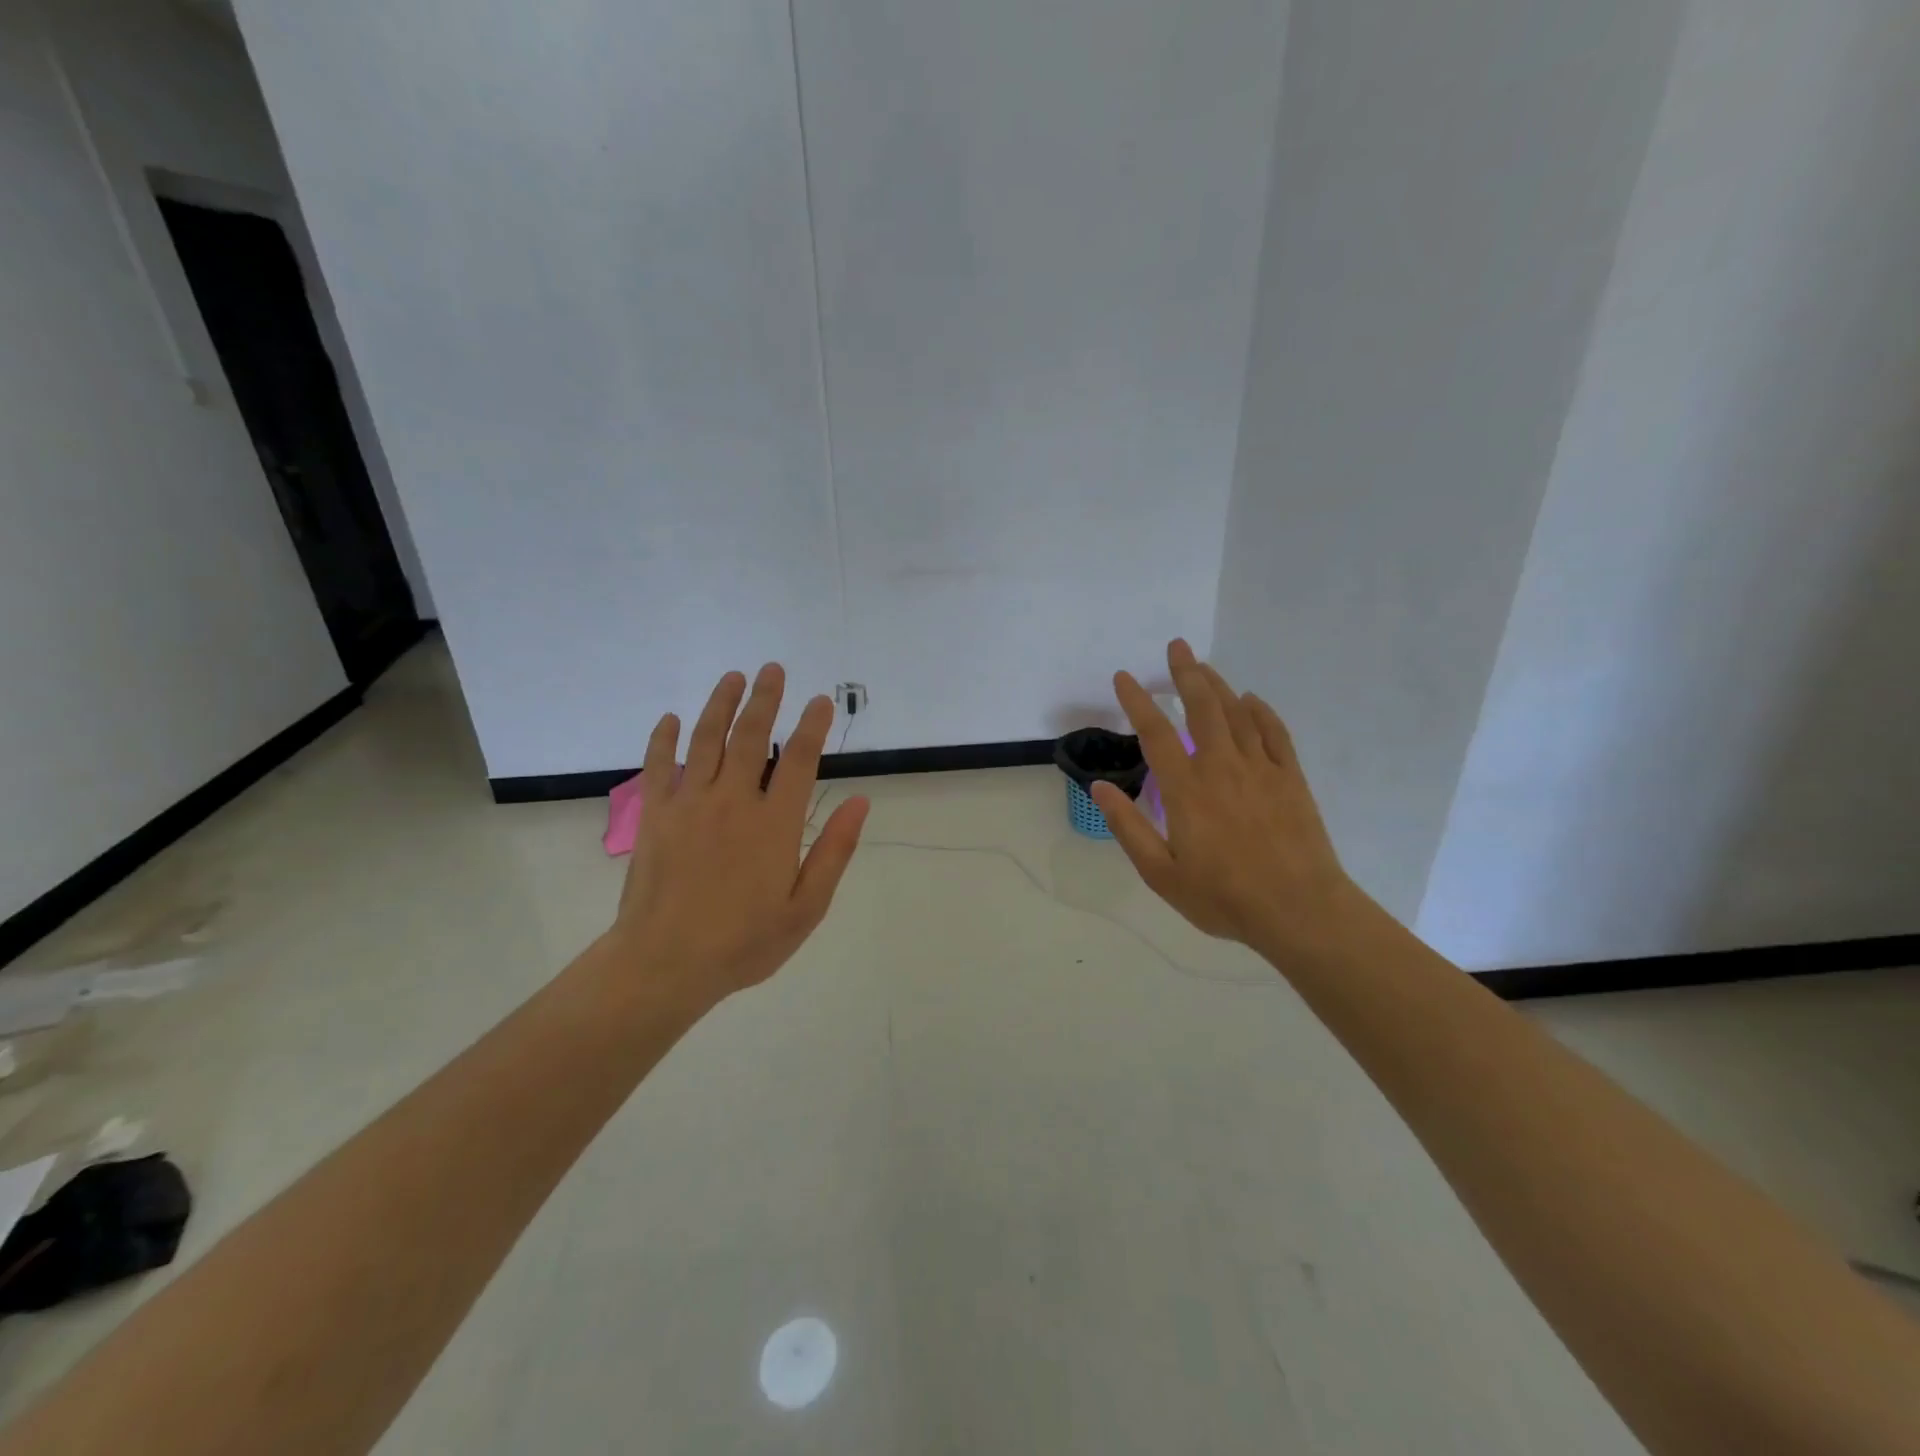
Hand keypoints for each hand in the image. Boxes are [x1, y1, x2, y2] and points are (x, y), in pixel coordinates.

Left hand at [604, 664, 868, 1012]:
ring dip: (721, 704)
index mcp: (774, 823)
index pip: (799, 759)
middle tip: (772, 669)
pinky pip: (657, 765)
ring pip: (706, 740)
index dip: (812, 725)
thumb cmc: (744, 942)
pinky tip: (670, 719)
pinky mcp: (654, 815)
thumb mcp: (806, 907)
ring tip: (733, 676)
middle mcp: (733, 801)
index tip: (820, 700)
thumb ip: (835, 851)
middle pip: (751, 736)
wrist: (665, 964)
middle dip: (765, 699)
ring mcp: (689, 804)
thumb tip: (861, 801)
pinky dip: (663, 739)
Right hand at [1092, 640, 1368, 959]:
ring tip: (1203, 665)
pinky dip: (1261, 711)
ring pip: (1237, 713)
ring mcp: (1261, 769)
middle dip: (1186, 673)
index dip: (1137, 701)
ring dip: (1218, 685)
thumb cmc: (1223, 897)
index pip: (1155, 733)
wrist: (1300, 911)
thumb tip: (1101, 788)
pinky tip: (1251, 699)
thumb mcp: (1161, 872)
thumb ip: (1129, 827)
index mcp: (1187, 789)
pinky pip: (1274, 733)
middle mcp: (1222, 767)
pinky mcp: (1290, 778)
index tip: (1124, 677)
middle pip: (1202, 707)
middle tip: (1176, 646)